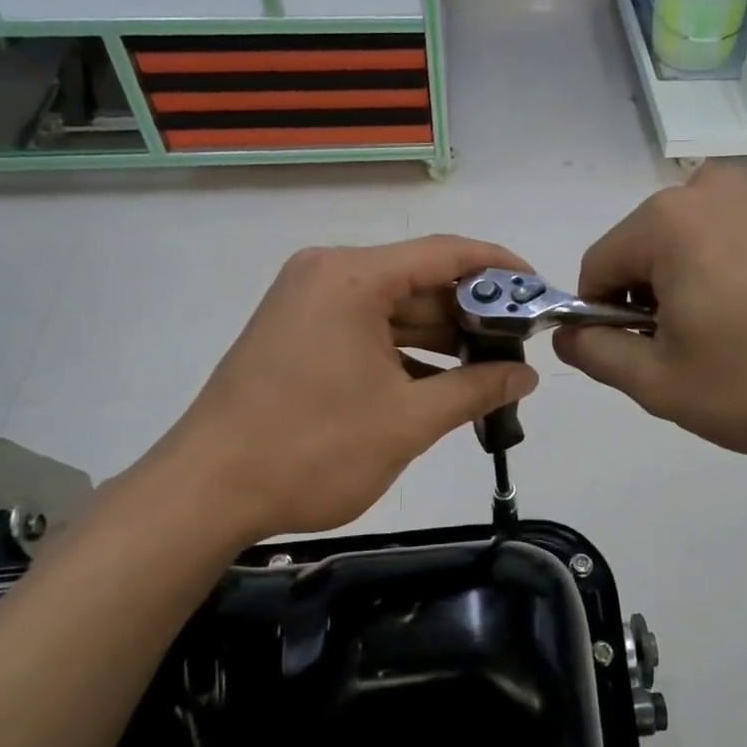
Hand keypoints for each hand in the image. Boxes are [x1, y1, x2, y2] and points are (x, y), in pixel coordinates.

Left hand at [142, 237, 539, 549]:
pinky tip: (441, 384)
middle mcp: (328, 274)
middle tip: (520, 346)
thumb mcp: (408, 421)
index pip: (446, 254)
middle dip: (472, 313)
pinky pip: (367, 329)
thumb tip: (527, 376)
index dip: (500, 269)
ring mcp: (308, 302)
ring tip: (490, 369)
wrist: (207, 492)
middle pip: (419, 280)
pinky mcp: (297, 332)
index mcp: (353, 278)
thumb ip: (476, 390)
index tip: (539, 292)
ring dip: (440, 338)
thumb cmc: (313, 450)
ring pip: (394, 308)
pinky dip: (404, 352)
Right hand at [553, 165, 746, 457]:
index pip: (597, 268)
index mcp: (667, 222)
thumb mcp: (665, 386)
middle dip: (653, 308)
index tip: (643, 361)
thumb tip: (569, 334)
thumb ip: (598, 356)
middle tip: (696, 361)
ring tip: (741, 347)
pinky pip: (741, 249)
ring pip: (694, 252)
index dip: (604, 321)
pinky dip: (738, 284)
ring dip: (696, 296)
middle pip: (646, 255)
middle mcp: (710, 193)